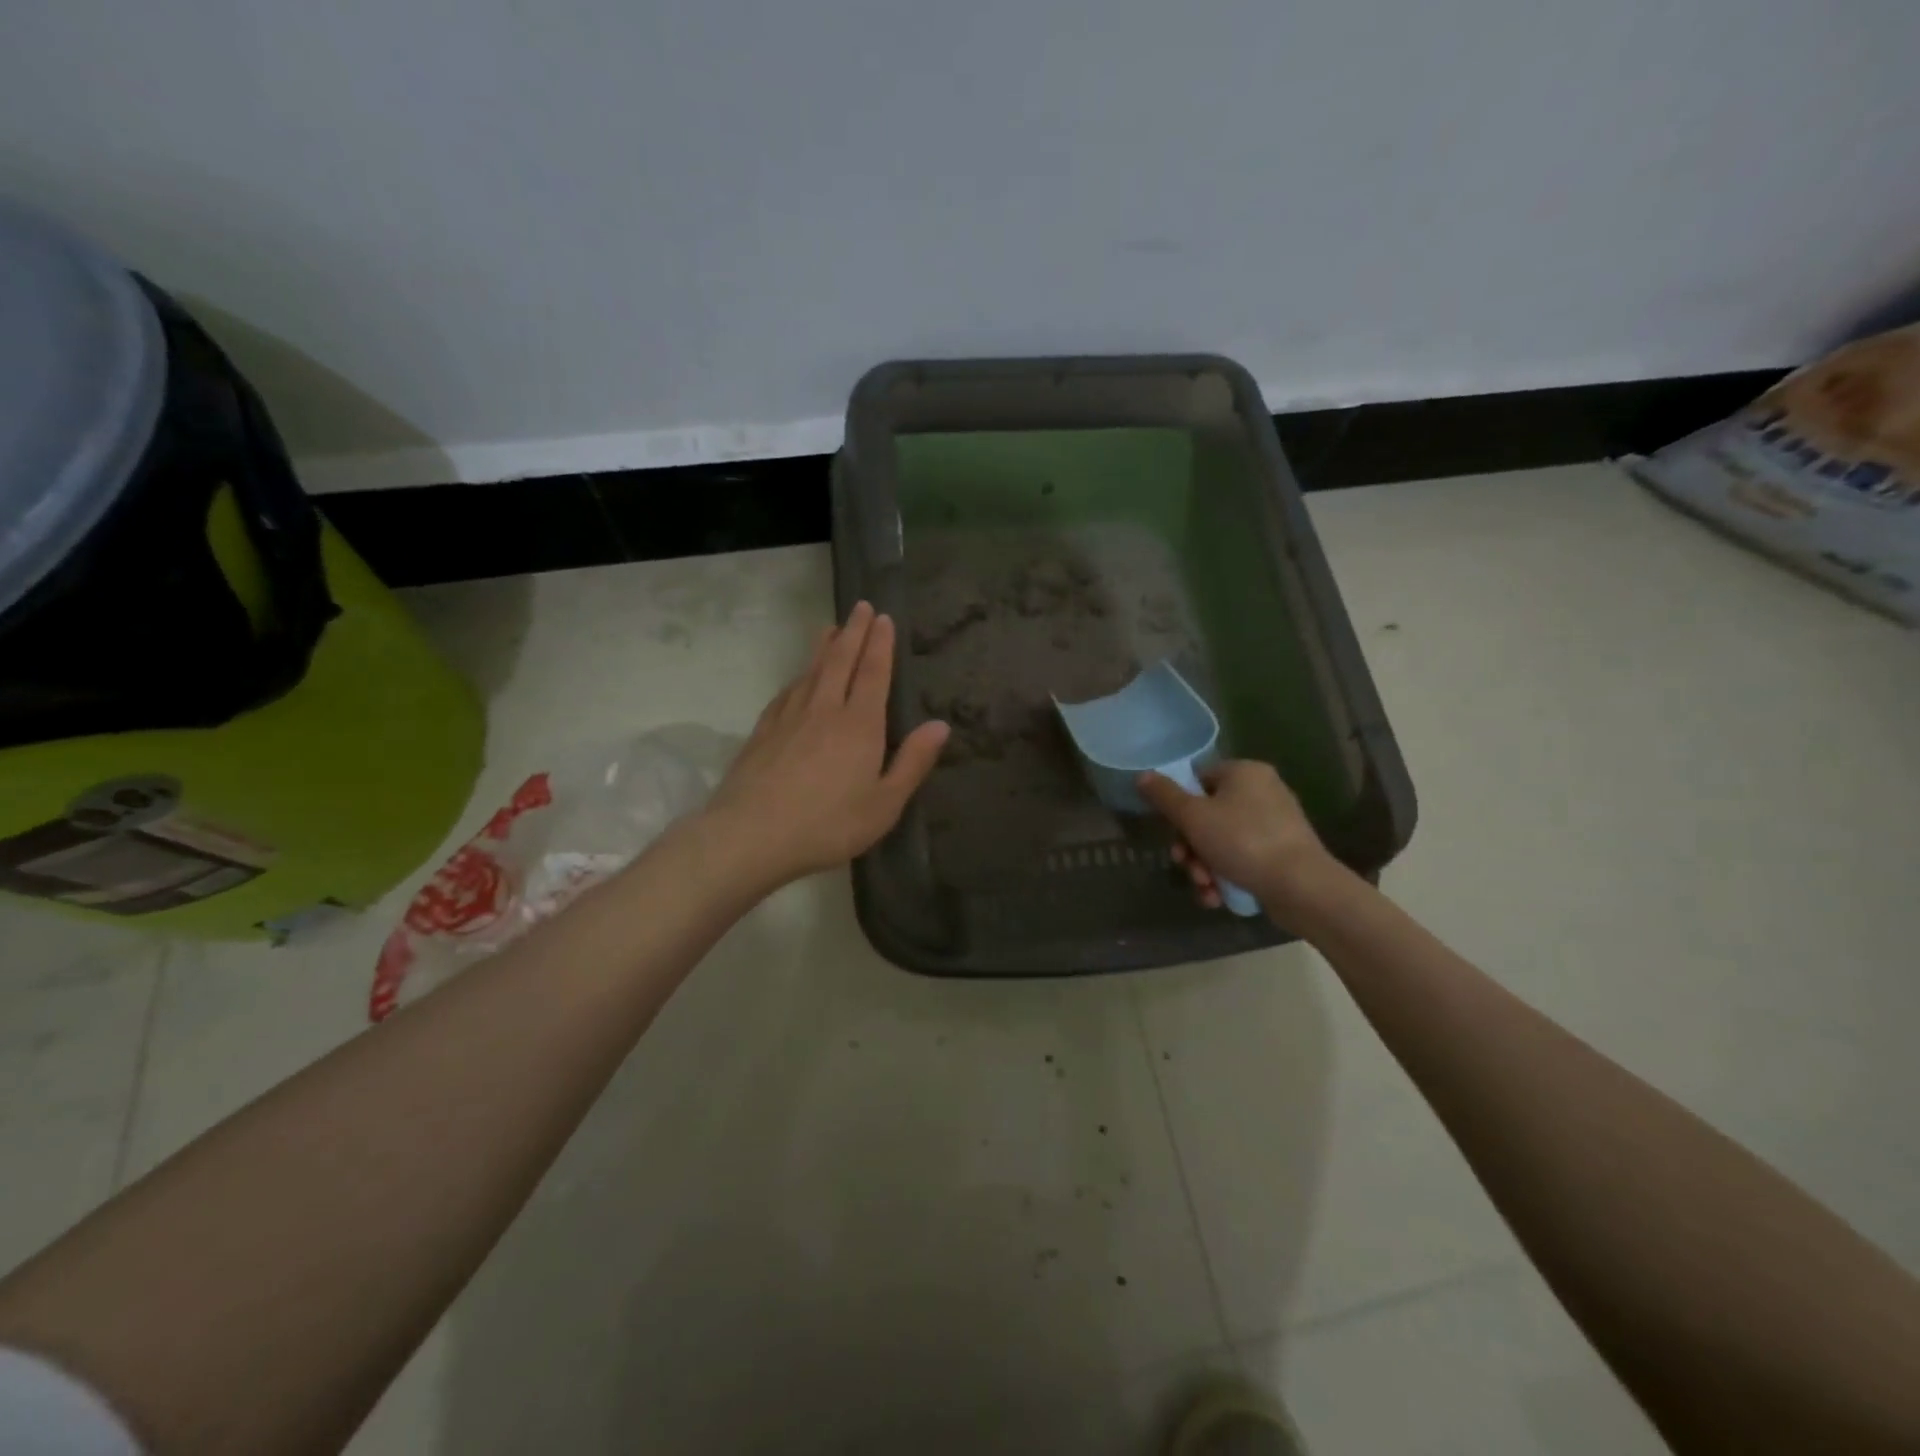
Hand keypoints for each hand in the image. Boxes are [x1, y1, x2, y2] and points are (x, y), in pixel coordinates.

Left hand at [705, 602, 949, 887]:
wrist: (751, 834)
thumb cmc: (828, 824)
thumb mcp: (884, 804)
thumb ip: (912, 762)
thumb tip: (940, 725)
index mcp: (860, 725)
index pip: (873, 673)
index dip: (880, 644)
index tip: (883, 618)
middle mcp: (825, 709)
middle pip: (840, 661)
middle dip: (854, 632)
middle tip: (861, 606)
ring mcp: (789, 717)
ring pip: (811, 671)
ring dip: (824, 647)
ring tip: (831, 629)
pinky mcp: (763, 731)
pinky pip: (787, 692)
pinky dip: (798, 677)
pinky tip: (798, 678)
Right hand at [1137, 760, 1347, 923]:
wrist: (1302, 887)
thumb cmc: (1243, 842)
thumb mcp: (1193, 817)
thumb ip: (1164, 795)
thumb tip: (1142, 776)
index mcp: (1244, 773)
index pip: (1198, 780)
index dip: (1179, 808)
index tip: (1172, 833)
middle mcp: (1262, 791)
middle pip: (1207, 815)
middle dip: (1190, 848)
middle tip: (1186, 866)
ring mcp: (1275, 823)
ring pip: (1221, 841)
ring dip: (1204, 867)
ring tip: (1205, 888)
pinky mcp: (1282, 852)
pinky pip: (1242, 858)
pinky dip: (1226, 876)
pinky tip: (1218, 896)